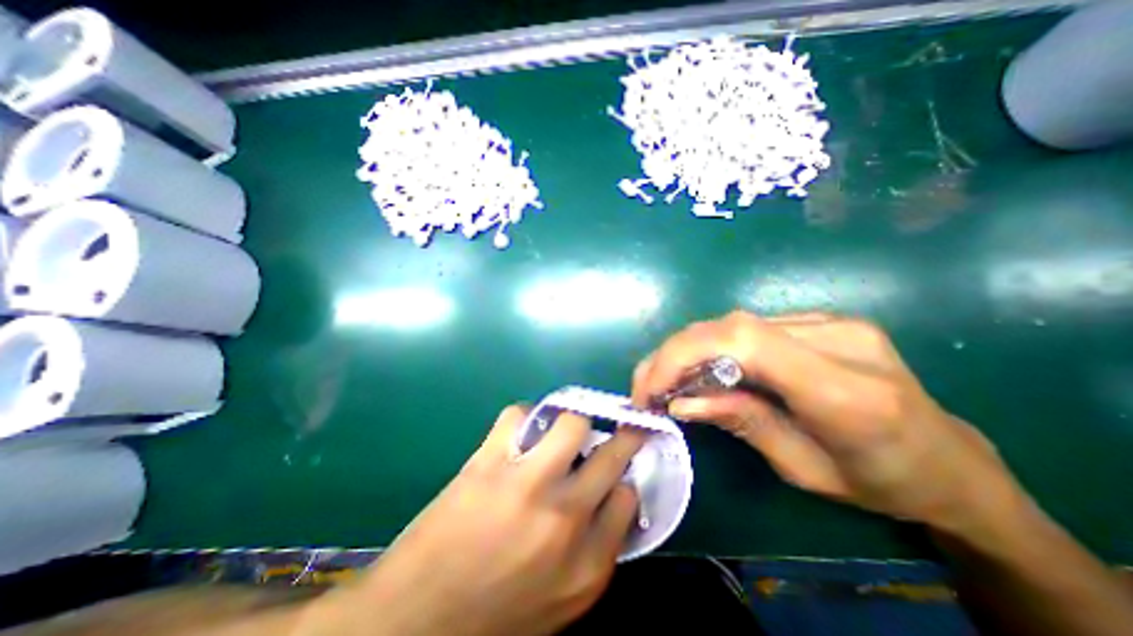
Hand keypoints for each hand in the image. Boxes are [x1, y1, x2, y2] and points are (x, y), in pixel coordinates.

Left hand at [295, 404, 640, 633]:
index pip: (628, 497)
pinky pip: (519, 415)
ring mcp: (526, 483)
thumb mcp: (561, 599)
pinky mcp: (489, 462)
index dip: (625, 477)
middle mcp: (564, 517)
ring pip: (571, 423)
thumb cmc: (496, 612)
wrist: (415, 619)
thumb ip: (597, 549)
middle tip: (616, 427)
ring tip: (562, 433)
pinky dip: (525, 416)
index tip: (619, 468)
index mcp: (586, 562)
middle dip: (622, 436)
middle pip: (612, 454)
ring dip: (573, 423)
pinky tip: (520, 432)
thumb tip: (615, 495)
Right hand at [633, 310, 1022, 533]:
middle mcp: (838, 339)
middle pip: (731, 326)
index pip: (744, 343)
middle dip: (675, 354)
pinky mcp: (820, 319)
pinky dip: (712, 346)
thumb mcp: (803, 469)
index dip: (683, 355)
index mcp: (845, 391)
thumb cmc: (882, 482)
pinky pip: (748, 327)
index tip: (650, 387)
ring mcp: (831, 321)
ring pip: (733, 323)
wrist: (951, 461)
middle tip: (646, 386)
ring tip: (666, 378)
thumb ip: (740, 422)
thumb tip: (680, 403)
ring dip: (689, 349)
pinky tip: (701, 367)